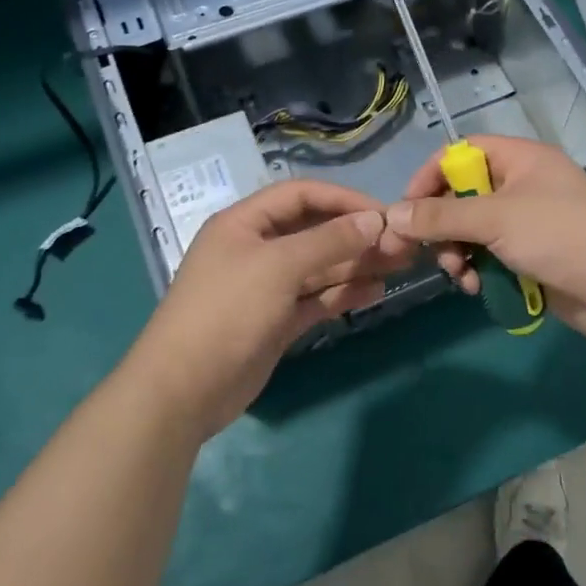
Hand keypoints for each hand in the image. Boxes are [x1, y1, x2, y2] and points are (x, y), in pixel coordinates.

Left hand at [126, 180, 415, 437]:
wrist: (184, 390)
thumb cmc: (227, 312)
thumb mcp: (278, 267)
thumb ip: (328, 241)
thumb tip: (374, 220)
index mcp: (244, 223)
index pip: (301, 195)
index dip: (342, 199)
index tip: (382, 213)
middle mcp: (256, 249)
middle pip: (313, 231)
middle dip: (355, 235)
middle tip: (401, 244)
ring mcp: (267, 287)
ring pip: (319, 267)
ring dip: (355, 264)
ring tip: (398, 265)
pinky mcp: (277, 321)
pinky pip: (316, 298)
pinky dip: (343, 294)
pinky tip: (375, 292)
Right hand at [385, 136, 585, 344]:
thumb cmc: (559, 236)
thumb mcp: (494, 219)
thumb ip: (439, 217)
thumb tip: (390, 215)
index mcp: (520, 159)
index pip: (461, 153)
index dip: (430, 176)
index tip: (406, 209)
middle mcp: (523, 185)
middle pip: (463, 195)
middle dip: (443, 226)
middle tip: (428, 252)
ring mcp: (529, 223)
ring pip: (474, 231)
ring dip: (458, 253)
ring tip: (460, 275)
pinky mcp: (533, 257)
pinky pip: (491, 256)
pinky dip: (479, 270)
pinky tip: (477, 287)